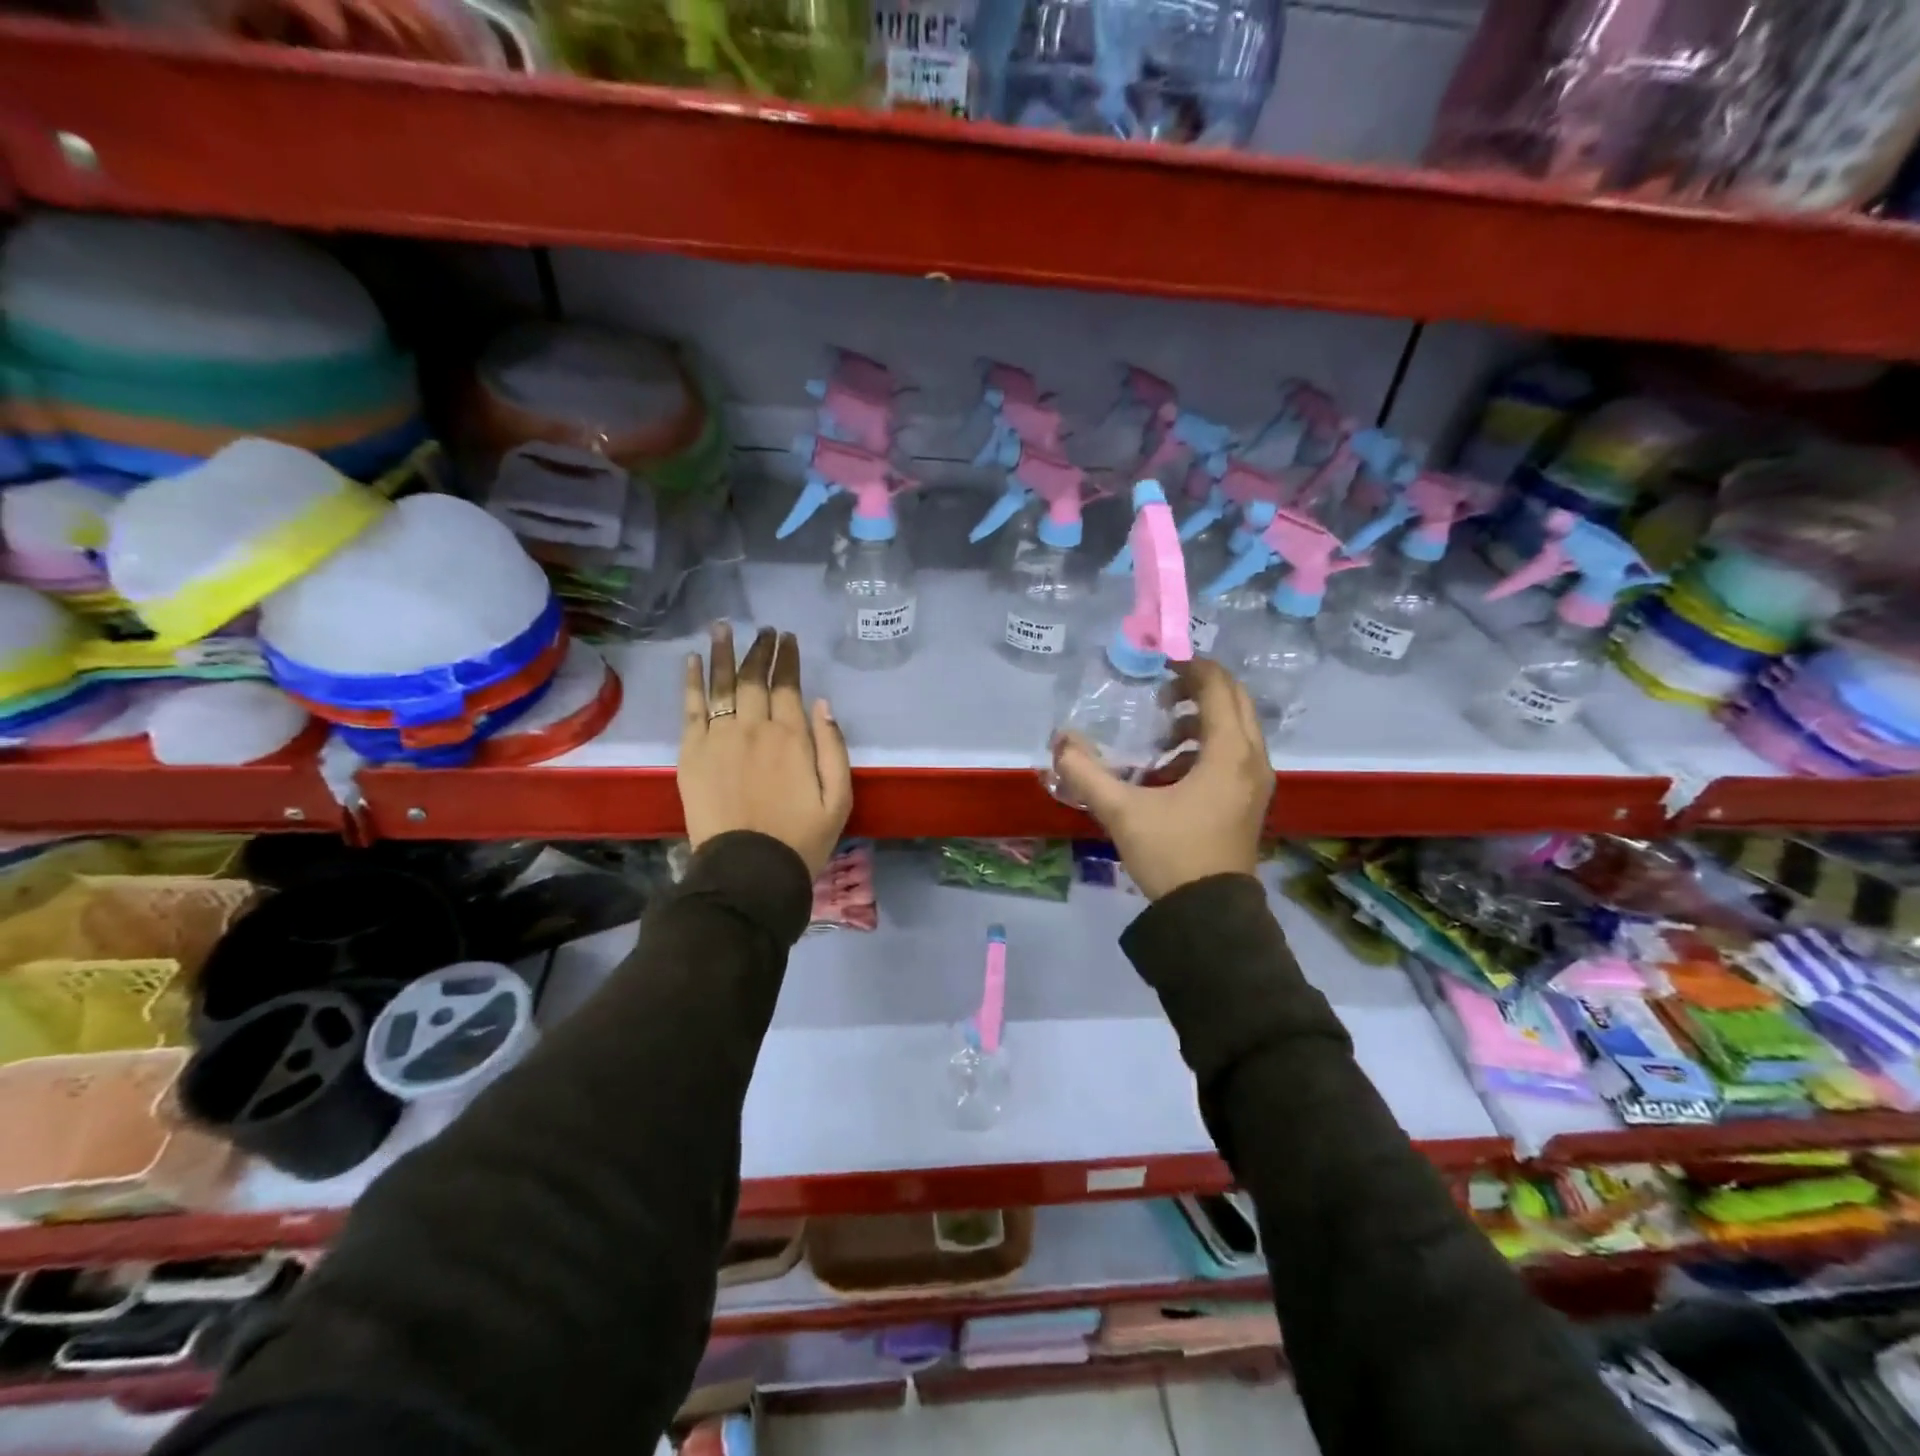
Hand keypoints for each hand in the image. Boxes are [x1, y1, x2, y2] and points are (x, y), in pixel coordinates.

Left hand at [679, 624, 852, 878]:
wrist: (748, 870)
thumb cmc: (800, 838)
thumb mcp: (839, 798)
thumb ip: (833, 748)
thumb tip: (822, 704)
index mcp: (792, 737)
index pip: (788, 686)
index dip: (788, 659)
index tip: (787, 638)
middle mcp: (754, 728)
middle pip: (755, 679)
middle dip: (760, 650)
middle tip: (763, 630)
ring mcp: (719, 738)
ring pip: (722, 685)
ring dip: (723, 653)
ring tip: (722, 626)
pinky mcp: (691, 754)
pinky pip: (691, 709)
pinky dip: (692, 682)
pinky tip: (693, 661)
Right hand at [1049, 659, 1271, 900]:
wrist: (1209, 915)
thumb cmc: (1171, 855)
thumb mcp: (1122, 812)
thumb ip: (1086, 773)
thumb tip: (1060, 741)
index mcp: (1229, 753)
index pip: (1218, 688)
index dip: (1191, 668)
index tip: (1161, 663)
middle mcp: (1252, 759)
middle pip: (1235, 701)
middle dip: (1199, 688)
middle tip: (1160, 692)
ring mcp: (1256, 782)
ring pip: (1237, 728)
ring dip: (1203, 718)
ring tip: (1163, 733)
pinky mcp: (1250, 800)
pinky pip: (1236, 753)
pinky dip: (1209, 744)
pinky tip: (1173, 767)